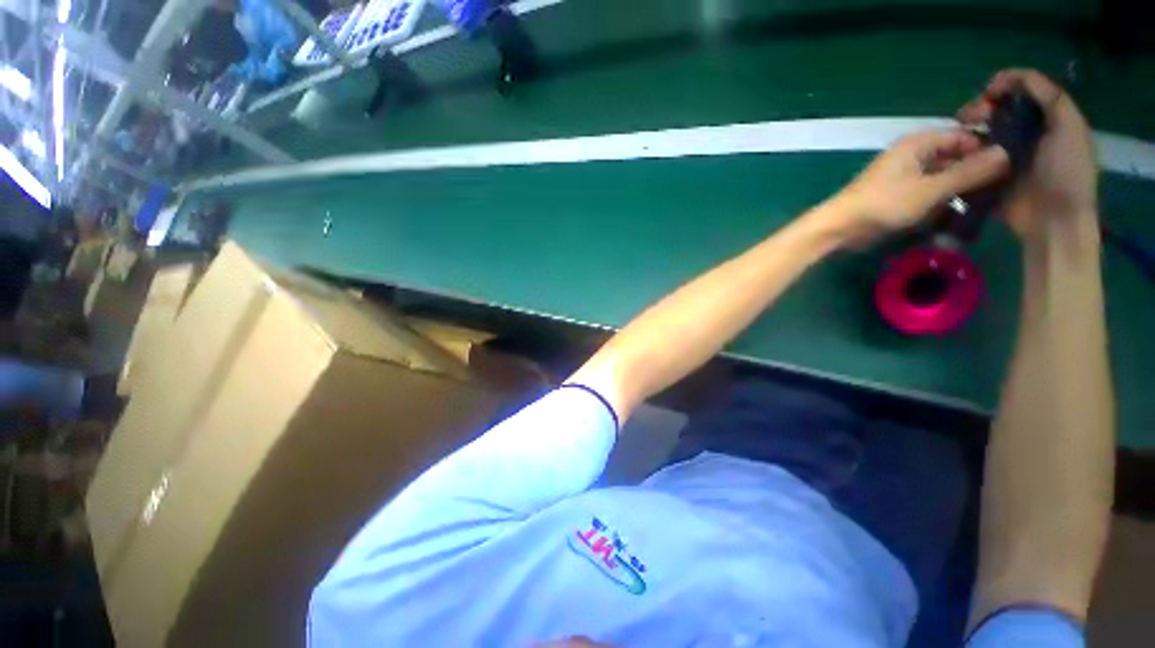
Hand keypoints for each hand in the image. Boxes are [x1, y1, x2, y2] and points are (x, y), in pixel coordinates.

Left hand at [828, 130, 1009, 243]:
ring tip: (988, 206)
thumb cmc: (884, 203)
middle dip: (976, 173)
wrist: (840, 227)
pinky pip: (930, 194)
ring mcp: (906, 177)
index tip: (1013, 167)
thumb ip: (968, 172)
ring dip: (961, 191)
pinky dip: (944, 203)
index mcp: (919, 143)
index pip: (964, 137)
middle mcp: (914, 155)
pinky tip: (961, 216)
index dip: (987, 149)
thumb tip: (1007, 153)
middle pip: (955, 158)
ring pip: (944, 178)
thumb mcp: (931, 188)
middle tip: (1005, 190)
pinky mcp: (900, 196)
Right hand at [958, 69, 1098, 239]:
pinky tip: (955, 151)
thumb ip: (1050, 98)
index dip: (1006, 83)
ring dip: (970, 129)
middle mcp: (1027, 131)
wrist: (1052, 219)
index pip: (1025, 90)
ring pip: (984, 131)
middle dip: (982, 107)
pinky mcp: (989, 174)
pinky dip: (963, 151)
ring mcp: (1007, 154)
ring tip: (958, 134)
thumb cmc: (1065, 171)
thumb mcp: (1069, 127)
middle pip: (1001, 109)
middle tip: (967, 116)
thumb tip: (1015, 79)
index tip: (988, 91)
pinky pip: (974, 157)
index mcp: (1048, 117)